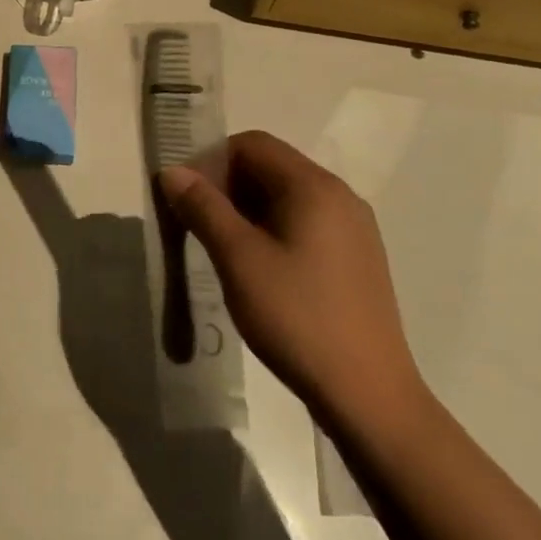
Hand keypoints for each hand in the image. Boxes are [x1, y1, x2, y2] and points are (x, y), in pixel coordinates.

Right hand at [159, 131, 425, 428]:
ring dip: (244, 209)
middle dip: (225, 185)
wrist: (368, 395)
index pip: (252, 144)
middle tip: (195, 224)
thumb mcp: (238, 258)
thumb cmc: (297, 317)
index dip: (211, 161)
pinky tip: (256, 269)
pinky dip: (270, 230)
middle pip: (270, 167)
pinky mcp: (355, 258)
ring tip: (220, 248)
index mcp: (314, 187)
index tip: (185, 198)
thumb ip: (203, 208)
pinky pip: (303, 223)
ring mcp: (352, 229)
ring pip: (284, 197)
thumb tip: (173, 172)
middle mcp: (339, 197)